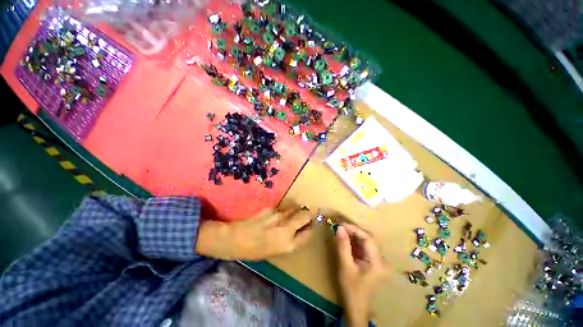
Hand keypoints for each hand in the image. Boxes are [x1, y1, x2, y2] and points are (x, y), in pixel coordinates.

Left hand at [196, 207, 313, 259]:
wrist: (236, 238)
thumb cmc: (255, 251)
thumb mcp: (276, 251)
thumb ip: (290, 240)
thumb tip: (300, 231)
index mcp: (288, 244)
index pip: (308, 233)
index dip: (312, 228)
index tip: (314, 225)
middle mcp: (286, 228)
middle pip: (306, 215)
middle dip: (310, 213)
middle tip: (310, 213)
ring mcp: (279, 215)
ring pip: (295, 208)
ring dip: (298, 210)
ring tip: (295, 212)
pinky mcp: (272, 208)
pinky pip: (284, 208)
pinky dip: (286, 210)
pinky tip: (280, 213)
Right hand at [336, 224, 383, 326]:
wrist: (356, 308)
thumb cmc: (351, 289)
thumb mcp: (345, 267)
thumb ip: (343, 246)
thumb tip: (339, 228)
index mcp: (376, 261)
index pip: (368, 238)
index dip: (354, 229)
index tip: (341, 225)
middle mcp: (379, 259)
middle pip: (368, 238)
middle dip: (353, 231)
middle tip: (340, 227)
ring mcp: (375, 260)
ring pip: (365, 241)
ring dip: (353, 235)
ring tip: (341, 231)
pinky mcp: (370, 261)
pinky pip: (362, 247)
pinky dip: (353, 241)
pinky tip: (345, 239)